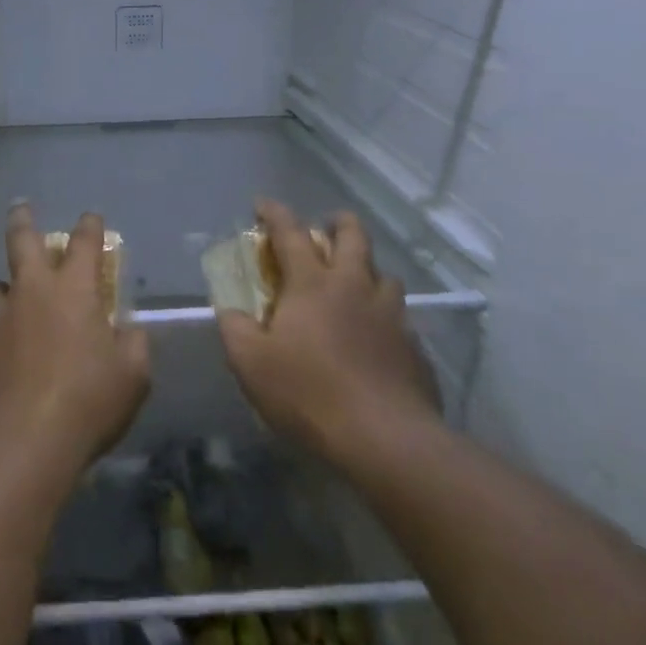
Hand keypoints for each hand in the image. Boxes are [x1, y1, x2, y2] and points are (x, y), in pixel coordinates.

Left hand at [0, 207, 150, 480]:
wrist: (17, 447)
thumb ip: (133, 345)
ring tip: (15, 305)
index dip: (90, 227)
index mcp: (72, 291)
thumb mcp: (132, 377)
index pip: (84, 243)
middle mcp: (30, 293)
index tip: (91, 219)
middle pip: (22, 241)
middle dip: (24, 220)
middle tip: (21, 208)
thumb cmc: (85, 404)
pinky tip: (4, 366)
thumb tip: (128, 331)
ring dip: (9, 291)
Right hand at [218, 199, 441, 472]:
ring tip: (356, 285)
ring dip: (368, 270)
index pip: (291, 232)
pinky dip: (385, 318)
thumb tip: (231, 310)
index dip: (274, 213)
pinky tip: (377, 339)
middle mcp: (355, 287)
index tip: (262, 204)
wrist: (387, 440)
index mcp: (313, 284)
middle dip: (339, 223)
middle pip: (354, 236)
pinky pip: (400, 319)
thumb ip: (235, 329)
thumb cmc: (310, 394)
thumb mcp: (251, 364)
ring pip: (385, 275)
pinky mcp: (414, 348)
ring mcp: (391, 315)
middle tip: (328, 227)